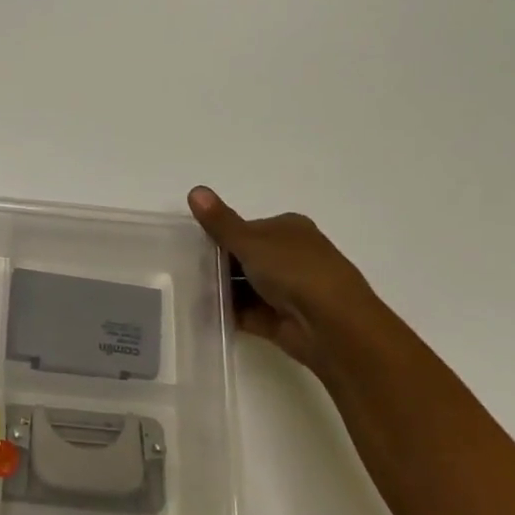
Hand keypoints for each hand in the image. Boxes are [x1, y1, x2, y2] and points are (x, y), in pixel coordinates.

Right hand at [187, 187, 383, 373]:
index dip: (220, 235)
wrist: (331, 325)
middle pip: (244, 257)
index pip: (246, 228)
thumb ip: (220, 222)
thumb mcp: (251, 241)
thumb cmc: (295, 271)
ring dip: (220, 289)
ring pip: (243, 285)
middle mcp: (290, 256)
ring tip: (185, 290)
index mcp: (289, 229)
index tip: (191, 245)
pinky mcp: (278, 318)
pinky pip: (245, 311)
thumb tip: (194, 190)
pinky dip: (226, 311)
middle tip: (183, 269)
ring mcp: (285, 289)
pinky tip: (199, 311)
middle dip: (217, 264)